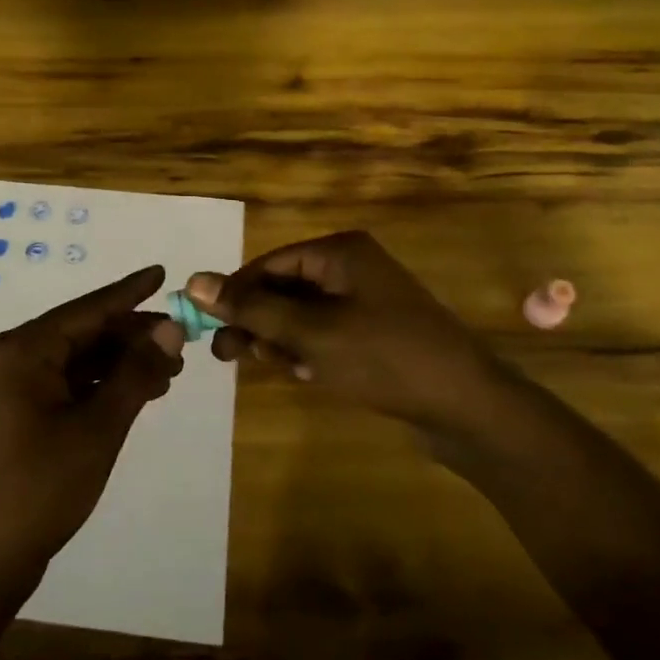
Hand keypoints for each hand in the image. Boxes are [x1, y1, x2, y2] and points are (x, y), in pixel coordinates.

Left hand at [0, 266, 185, 585]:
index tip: (163, 273)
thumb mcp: (99, 427)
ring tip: (169, 372)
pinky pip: (69, 383)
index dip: (130, 292)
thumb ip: (135, 373)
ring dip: (122, 363)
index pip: (88, 309)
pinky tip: (137, 394)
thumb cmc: (42, 485)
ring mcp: (15, 386)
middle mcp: (16, 357)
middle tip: (181, 343)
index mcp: (26, 349)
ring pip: (79, 359)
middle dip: (132, 337)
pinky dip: (103, 385)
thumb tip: (170, 330)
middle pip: (84, 332)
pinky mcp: (21, 413)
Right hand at [187, 230, 505, 431]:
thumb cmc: (383, 358)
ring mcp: (365, 301)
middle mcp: (351, 268)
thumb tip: (193, 281)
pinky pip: (324, 333)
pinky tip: (306, 375)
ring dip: (280, 340)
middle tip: (227, 356)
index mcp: (339, 252)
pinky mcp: (374, 332)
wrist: (466, 407)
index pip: (268, 264)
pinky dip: (307, 351)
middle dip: (256, 321)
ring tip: (278, 368)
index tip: (205, 326)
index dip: (234, 293)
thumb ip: (251, 308)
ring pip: (300, 315)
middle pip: (283, 288)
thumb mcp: (309, 332)